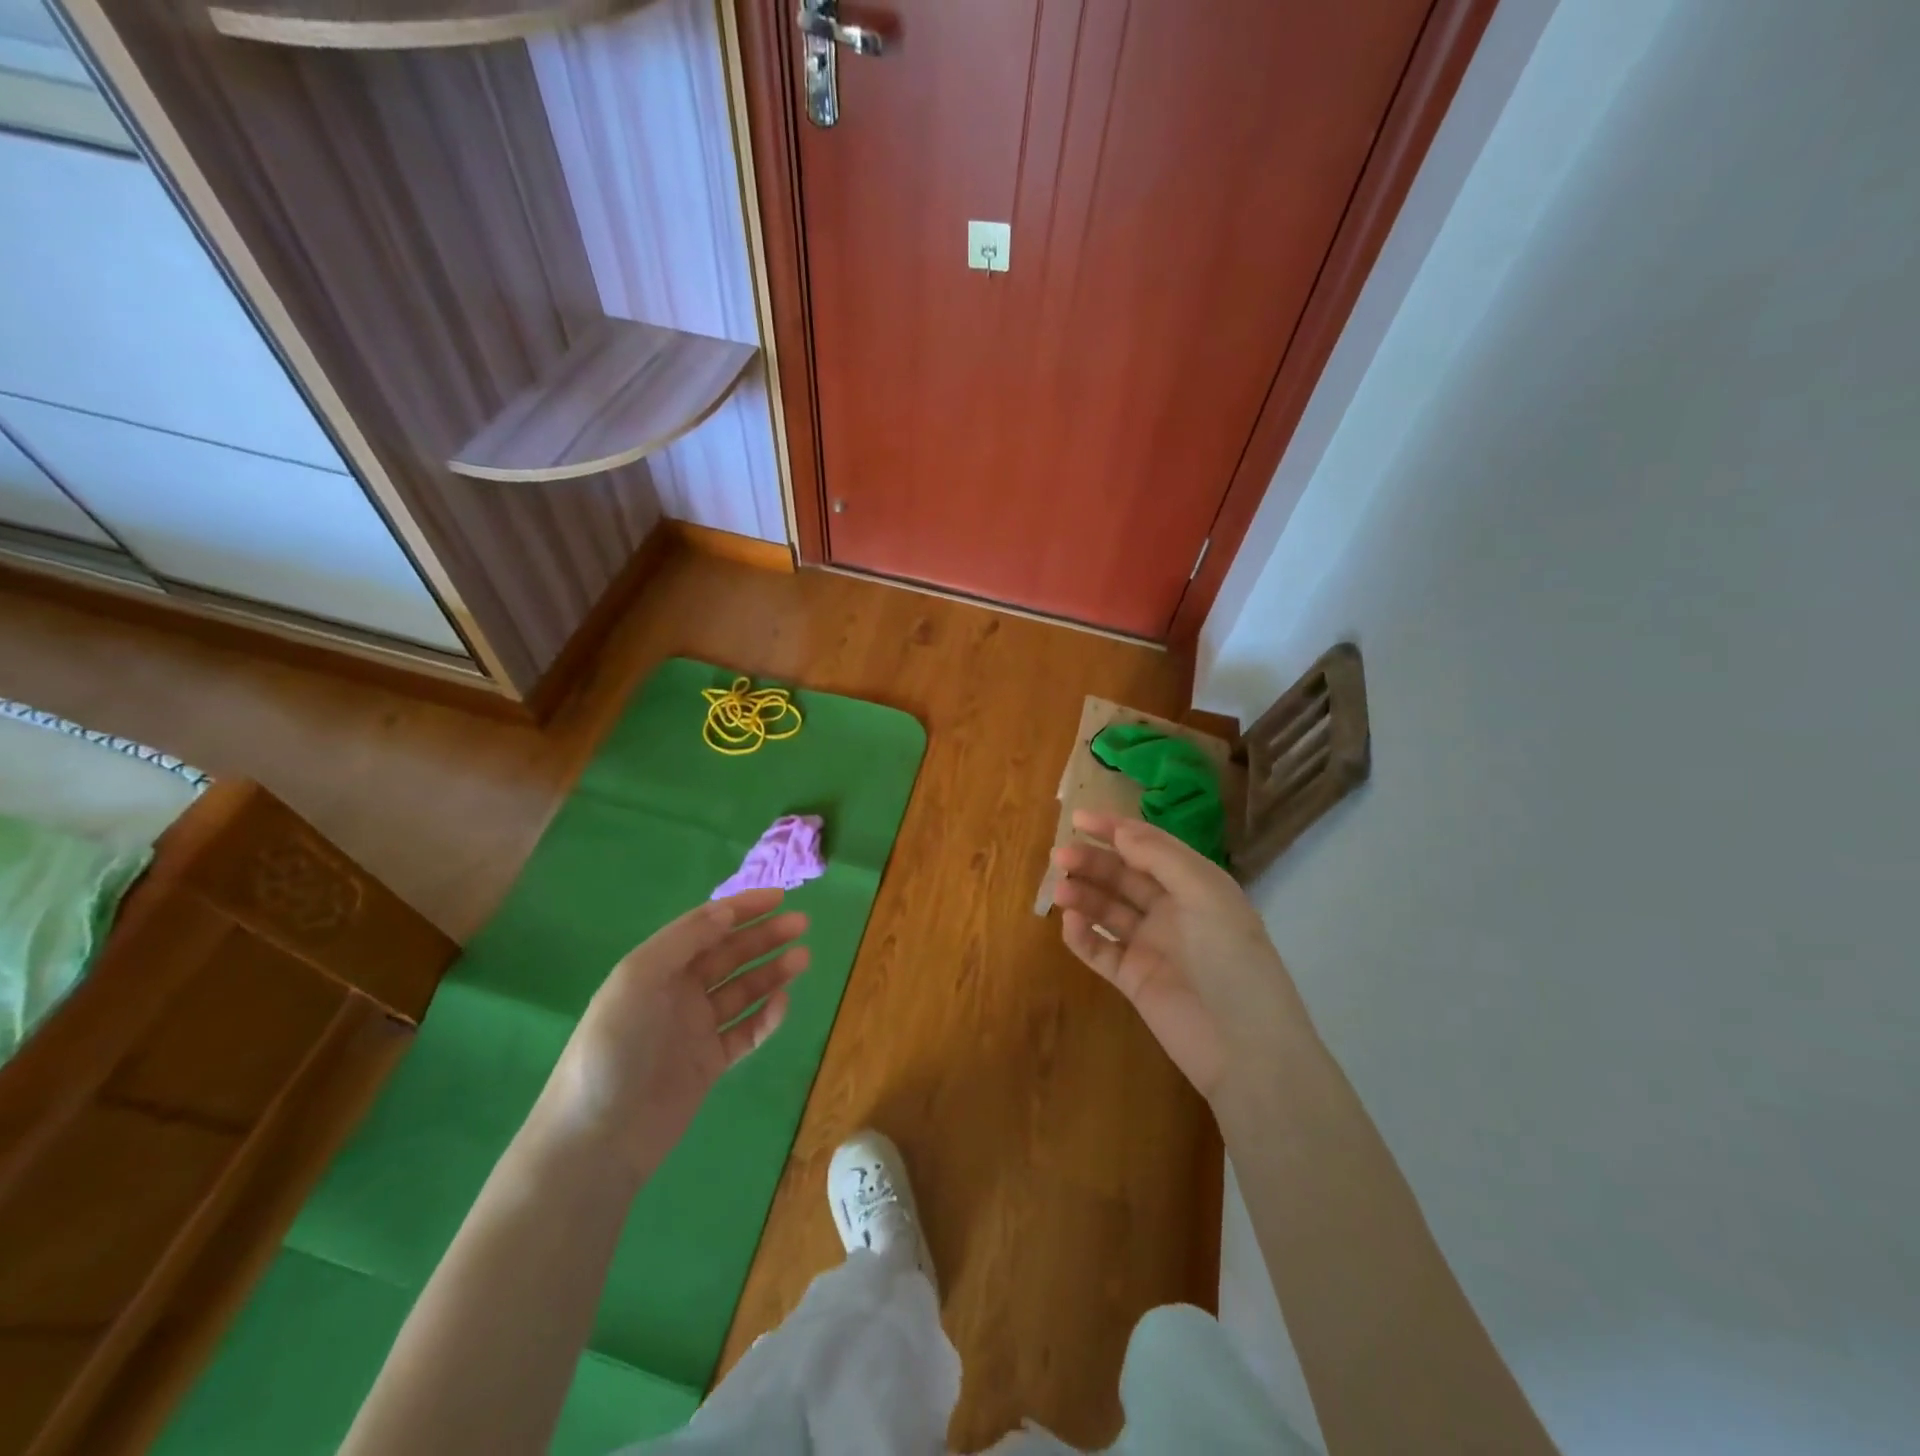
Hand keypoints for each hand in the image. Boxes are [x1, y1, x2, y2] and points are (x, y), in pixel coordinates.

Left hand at [542, 889, 808, 1174]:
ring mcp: (695, 1029)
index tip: (779, 897)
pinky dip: (766, 1017)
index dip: (741, 908)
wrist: (597, 1139)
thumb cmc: (613, 1048)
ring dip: (772, 971)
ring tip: (804, 957)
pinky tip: (782, 1004)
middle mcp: (677, 992)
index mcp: (657, 967)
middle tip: (801, 924)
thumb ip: (684, 941)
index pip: (706, 926)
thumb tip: (727, 911)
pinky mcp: (709, 1064)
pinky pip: (746, 1032)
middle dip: (764, 936)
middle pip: (729, 954)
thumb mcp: (638, 979)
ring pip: (743, 990)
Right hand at [1051, 810, 1312, 1104]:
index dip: (1115, 829)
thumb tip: (1120, 830)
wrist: (1246, 1049)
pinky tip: (1070, 924)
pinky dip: (1082, 936)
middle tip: (1059, 857)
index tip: (1078, 818)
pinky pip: (1100, 951)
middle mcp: (1172, 910)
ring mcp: (1151, 946)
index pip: (1150, 847)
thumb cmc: (1232, 960)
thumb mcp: (1205, 895)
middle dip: (1092, 863)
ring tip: (1060, 891)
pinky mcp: (1134, 980)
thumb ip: (1161, 858)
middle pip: (1123, 876)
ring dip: (1084, 896)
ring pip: (1107, 911)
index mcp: (1195, 885)